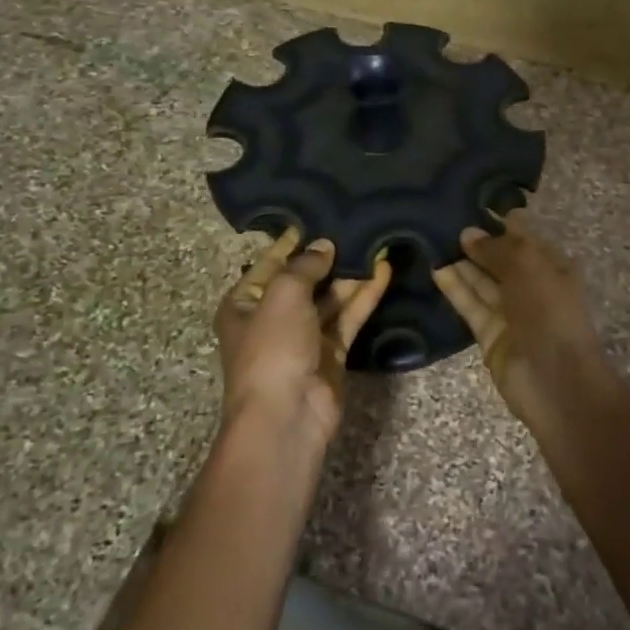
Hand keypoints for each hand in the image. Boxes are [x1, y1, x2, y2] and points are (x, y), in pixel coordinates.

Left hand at [216, 229, 391, 442]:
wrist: (287, 415)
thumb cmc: (272, 349)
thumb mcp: (282, 295)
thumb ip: (305, 265)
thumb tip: (324, 245)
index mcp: (245, 303)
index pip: (270, 262)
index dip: (293, 240)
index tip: (320, 215)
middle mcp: (273, 317)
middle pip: (304, 279)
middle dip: (328, 256)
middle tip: (356, 224)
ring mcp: (304, 336)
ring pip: (331, 297)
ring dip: (351, 274)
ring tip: (375, 242)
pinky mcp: (332, 352)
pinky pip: (349, 316)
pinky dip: (365, 295)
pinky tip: (384, 271)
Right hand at [431, 212, 609, 422]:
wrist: (555, 378)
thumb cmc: (549, 311)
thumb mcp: (528, 266)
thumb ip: (497, 248)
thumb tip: (468, 233)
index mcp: (553, 266)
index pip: (523, 237)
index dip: (500, 221)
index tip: (471, 203)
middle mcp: (532, 286)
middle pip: (500, 259)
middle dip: (477, 242)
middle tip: (443, 219)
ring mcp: (511, 312)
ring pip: (482, 282)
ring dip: (461, 263)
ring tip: (432, 239)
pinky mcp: (489, 334)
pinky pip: (470, 305)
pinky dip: (455, 288)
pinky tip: (435, 268)